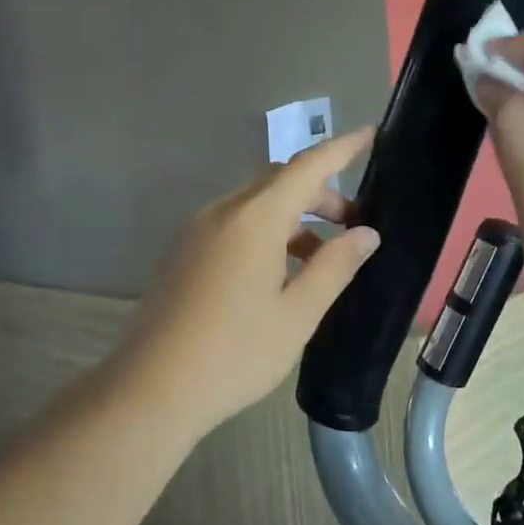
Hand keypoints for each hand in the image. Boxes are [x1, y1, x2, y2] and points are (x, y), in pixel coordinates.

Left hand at [111, 129, 380, 437]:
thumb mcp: (298, 313)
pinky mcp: (184, 252)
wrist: (151, 390)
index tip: (372, 135)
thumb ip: (335, 267)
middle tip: (352, 226)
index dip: (342, 148)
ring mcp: (197, 230)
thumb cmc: (235, 353)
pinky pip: (234, 223)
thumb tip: (366, 234)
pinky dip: (267, 232)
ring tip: (322, 259)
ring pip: (256, 204)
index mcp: (254, 219)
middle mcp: (222, 212)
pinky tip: (280, 274)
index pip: (307, 166)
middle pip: (279, 181)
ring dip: (294, 217)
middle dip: (321, 193)